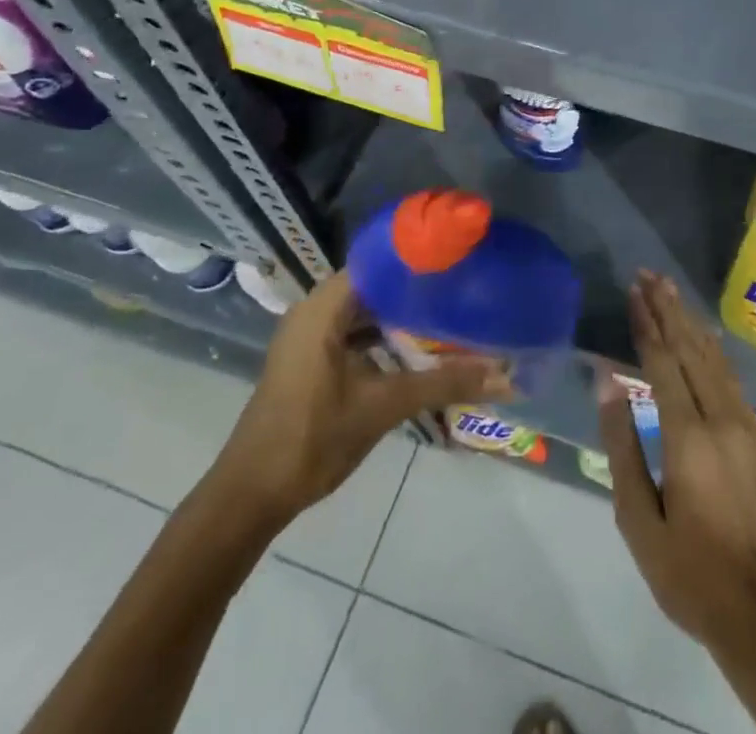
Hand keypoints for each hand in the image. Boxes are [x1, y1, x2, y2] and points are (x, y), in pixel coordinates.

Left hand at [208, 269, 511, 529]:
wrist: (249, 498)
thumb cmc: (312, 439)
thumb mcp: (384, 406)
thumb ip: (444, 383)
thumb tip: (505, 374)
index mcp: (323, 307)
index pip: (380, 261)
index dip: (420, 258)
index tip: (460, 258)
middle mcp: (315, 311)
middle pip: (377, 284)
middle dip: (419, 288)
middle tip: (466, 286)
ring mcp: (311, 336)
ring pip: (367, 310)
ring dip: (405, 315)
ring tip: (453, 312)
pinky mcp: (313, 360)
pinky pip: (357, 332)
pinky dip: (387, 336)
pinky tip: (421, 347)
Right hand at [597, 271, 755, 655]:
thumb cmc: (689, 572)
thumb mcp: (639, 519)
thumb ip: (622, 445)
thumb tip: (607, 383)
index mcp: (688, 436)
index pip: (663, 362)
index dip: (647, 323)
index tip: (633, 290)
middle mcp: (721, 418)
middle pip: (691, 349)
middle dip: (669, 309)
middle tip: (649, 274)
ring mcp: (745, 425)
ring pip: (714, 358)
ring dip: (691, 322)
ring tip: (672, 291)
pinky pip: (731, 377)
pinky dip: (714, 348)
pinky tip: (707, 336)